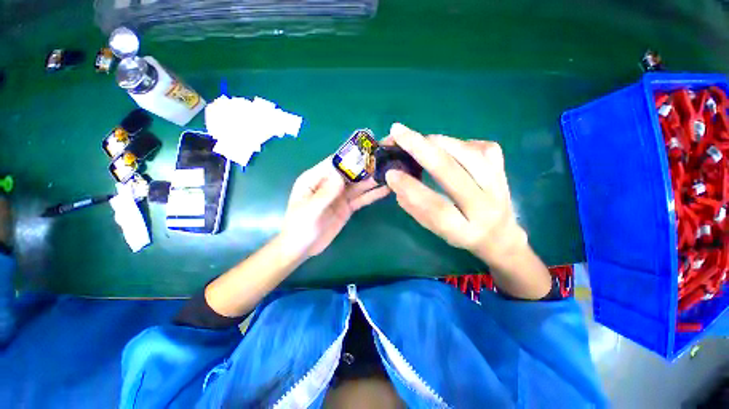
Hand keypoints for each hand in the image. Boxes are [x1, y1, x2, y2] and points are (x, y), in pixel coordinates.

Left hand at [282, 157, 390, 258]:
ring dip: (372, 180)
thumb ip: (326, 192)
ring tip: (389, 173)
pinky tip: (385, 190)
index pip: (334, 163)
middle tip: (385, 160)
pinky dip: (372, 195)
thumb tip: (342, 175)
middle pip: (349, 173)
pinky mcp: (347, 207)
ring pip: (358, 185)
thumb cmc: (300, 226)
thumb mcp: (310, 209)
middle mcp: (329, 184)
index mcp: (315, 179)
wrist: (303, 248)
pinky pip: (361, 199)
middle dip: (365, 167)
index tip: (367, 150)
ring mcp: (340, 196)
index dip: (350, 157)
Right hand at [384, 123, 526, 264]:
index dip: (411, 188)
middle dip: (420, 148)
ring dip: (435, 141)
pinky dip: (453, 142)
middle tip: (397, 132)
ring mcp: (498, 182)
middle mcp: (485, 206)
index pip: (436, 207)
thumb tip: (396, 179)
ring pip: (464, 152)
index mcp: (465, 230)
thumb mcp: (434, 229)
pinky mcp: (501, 166)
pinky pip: (476, 145)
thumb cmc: (460, 233)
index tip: (390, 173)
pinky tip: (442, 147)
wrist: (500, 233)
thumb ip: (415, 207)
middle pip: (451, 171)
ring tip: (414, 138)